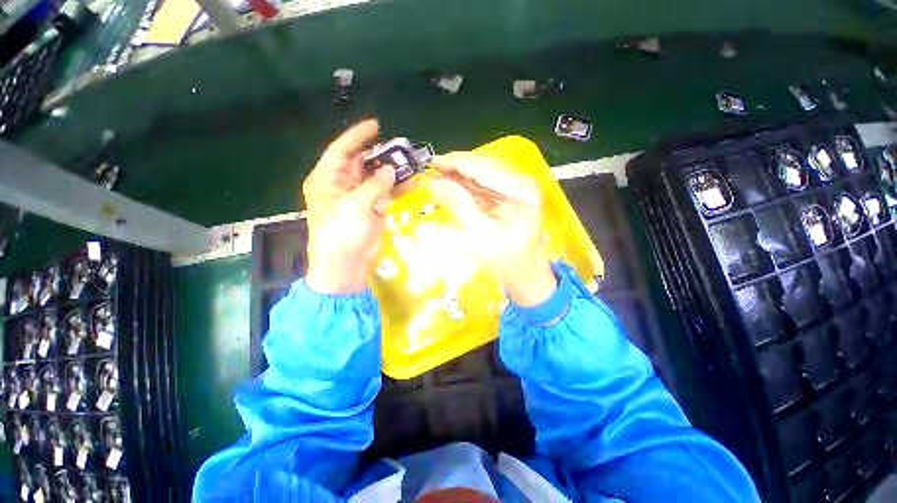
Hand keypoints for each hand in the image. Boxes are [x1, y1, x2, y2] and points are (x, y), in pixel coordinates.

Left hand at [303, 119, 395, 294]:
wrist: (346, 264)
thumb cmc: (342, 232)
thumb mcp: (356, 204)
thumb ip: (375, 184)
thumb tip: (391, 170)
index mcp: (328, 179)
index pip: (342, 150)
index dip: (358, 136)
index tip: (376, 125)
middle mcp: (342, 185)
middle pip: (363, 163)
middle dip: (382, 155)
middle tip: (402, 148)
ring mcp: (359, 198)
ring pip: (377, 178)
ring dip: (393, 172)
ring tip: (411, 163)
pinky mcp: (372, 209)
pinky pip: (386, 193)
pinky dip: (398, 188)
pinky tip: (412, 182)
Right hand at [429, 152, 556, 306]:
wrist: (525, 275)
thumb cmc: (507, 261)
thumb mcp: (481, 234)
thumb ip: (459, 205)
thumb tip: (434, 182)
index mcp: (521, 189)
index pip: (483, 166)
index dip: (454, 163)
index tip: (430, 164)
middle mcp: (521, 181)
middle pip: (483, 165)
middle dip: (455, 167)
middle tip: (429, 170)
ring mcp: (516, 187)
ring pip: (481, 173)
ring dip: (458, 174)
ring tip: (435, 175)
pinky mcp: (509, 195)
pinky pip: (483, 184)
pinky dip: (465, 184)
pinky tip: (450, 184)